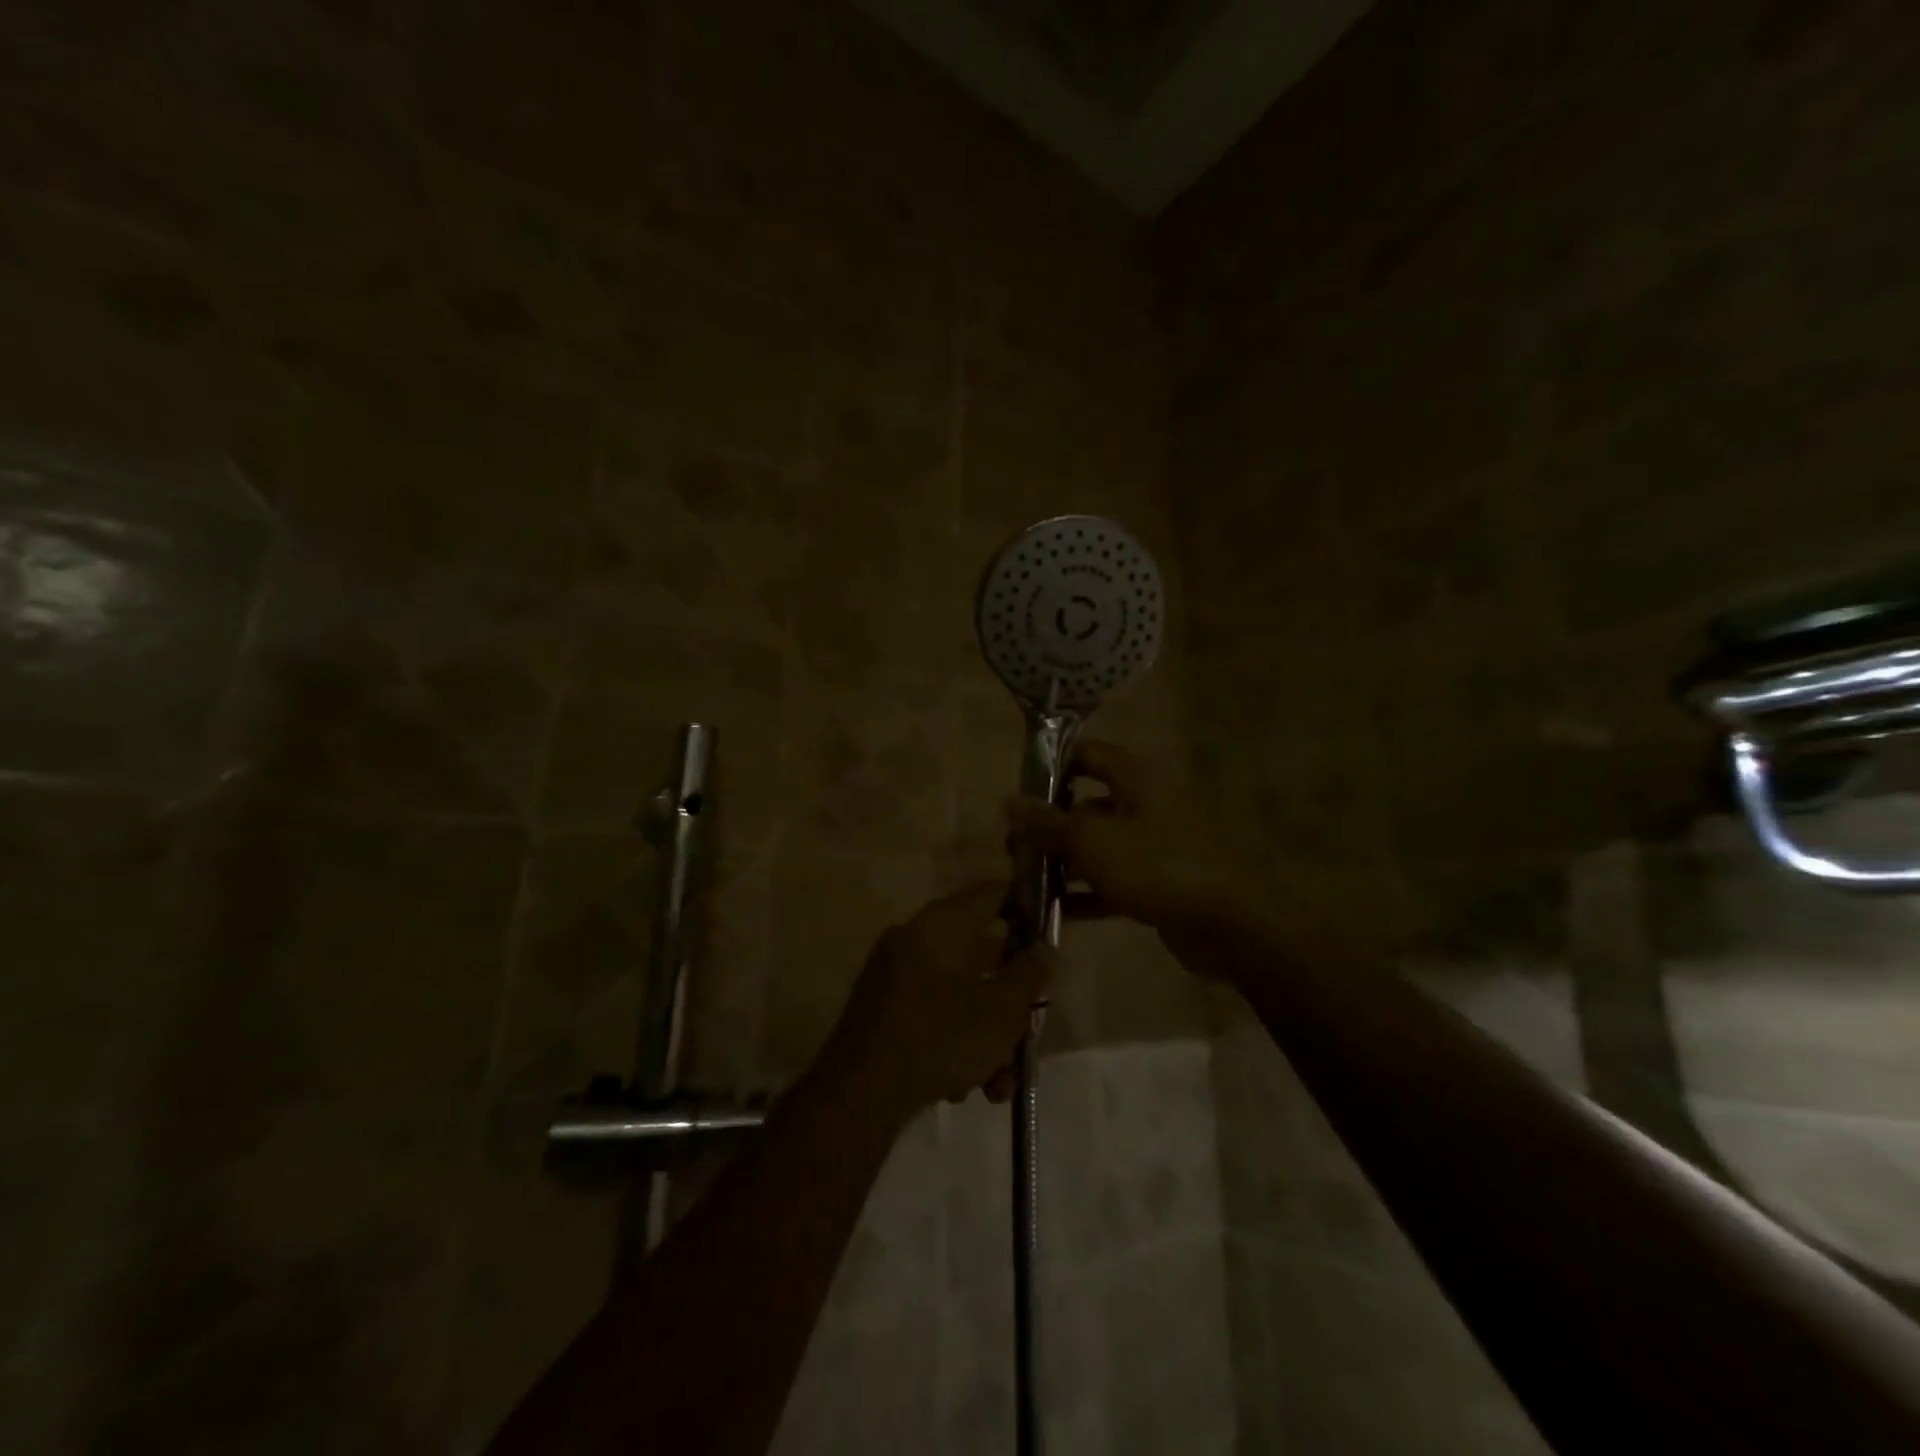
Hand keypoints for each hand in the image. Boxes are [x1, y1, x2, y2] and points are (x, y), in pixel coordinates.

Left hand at [822, 882, 1047, 1120]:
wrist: (858, 1096)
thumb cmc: (939, 1039)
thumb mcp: (1001, 1010)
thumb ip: (1030, 973)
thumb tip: (1043, 948)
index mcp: (942, 923)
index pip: (992, 893)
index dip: (1026, 906)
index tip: (1051, 933)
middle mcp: (915, 938)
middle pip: (980, 953)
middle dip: (1011, 1000)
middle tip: (1030, 1032)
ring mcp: (894, 974)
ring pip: (959, 992)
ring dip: (986, 1035)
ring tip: (999, 1084)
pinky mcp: (883, 1009)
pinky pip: (933, 1012)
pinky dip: (954, 1043)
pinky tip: (963, 1088)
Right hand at [1004, 739, 1256, 942]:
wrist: (1228, 925)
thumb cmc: (1156, 866)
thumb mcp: (1092, 841)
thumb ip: (1048, 823)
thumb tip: (1009, 802)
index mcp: (1135, 779)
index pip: (1086, 754)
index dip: (1051, 766)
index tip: (1017, 790)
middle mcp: (1145, 804)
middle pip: (1086, 804)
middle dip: (1048, 826)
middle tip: (1013, 848)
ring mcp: (1152, 845)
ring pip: (1097, 846)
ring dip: (1063, 863)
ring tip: (1025, 883)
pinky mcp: (1157, 882)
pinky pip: (1111, 880)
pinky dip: (1085, 893)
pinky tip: (1054, 913)